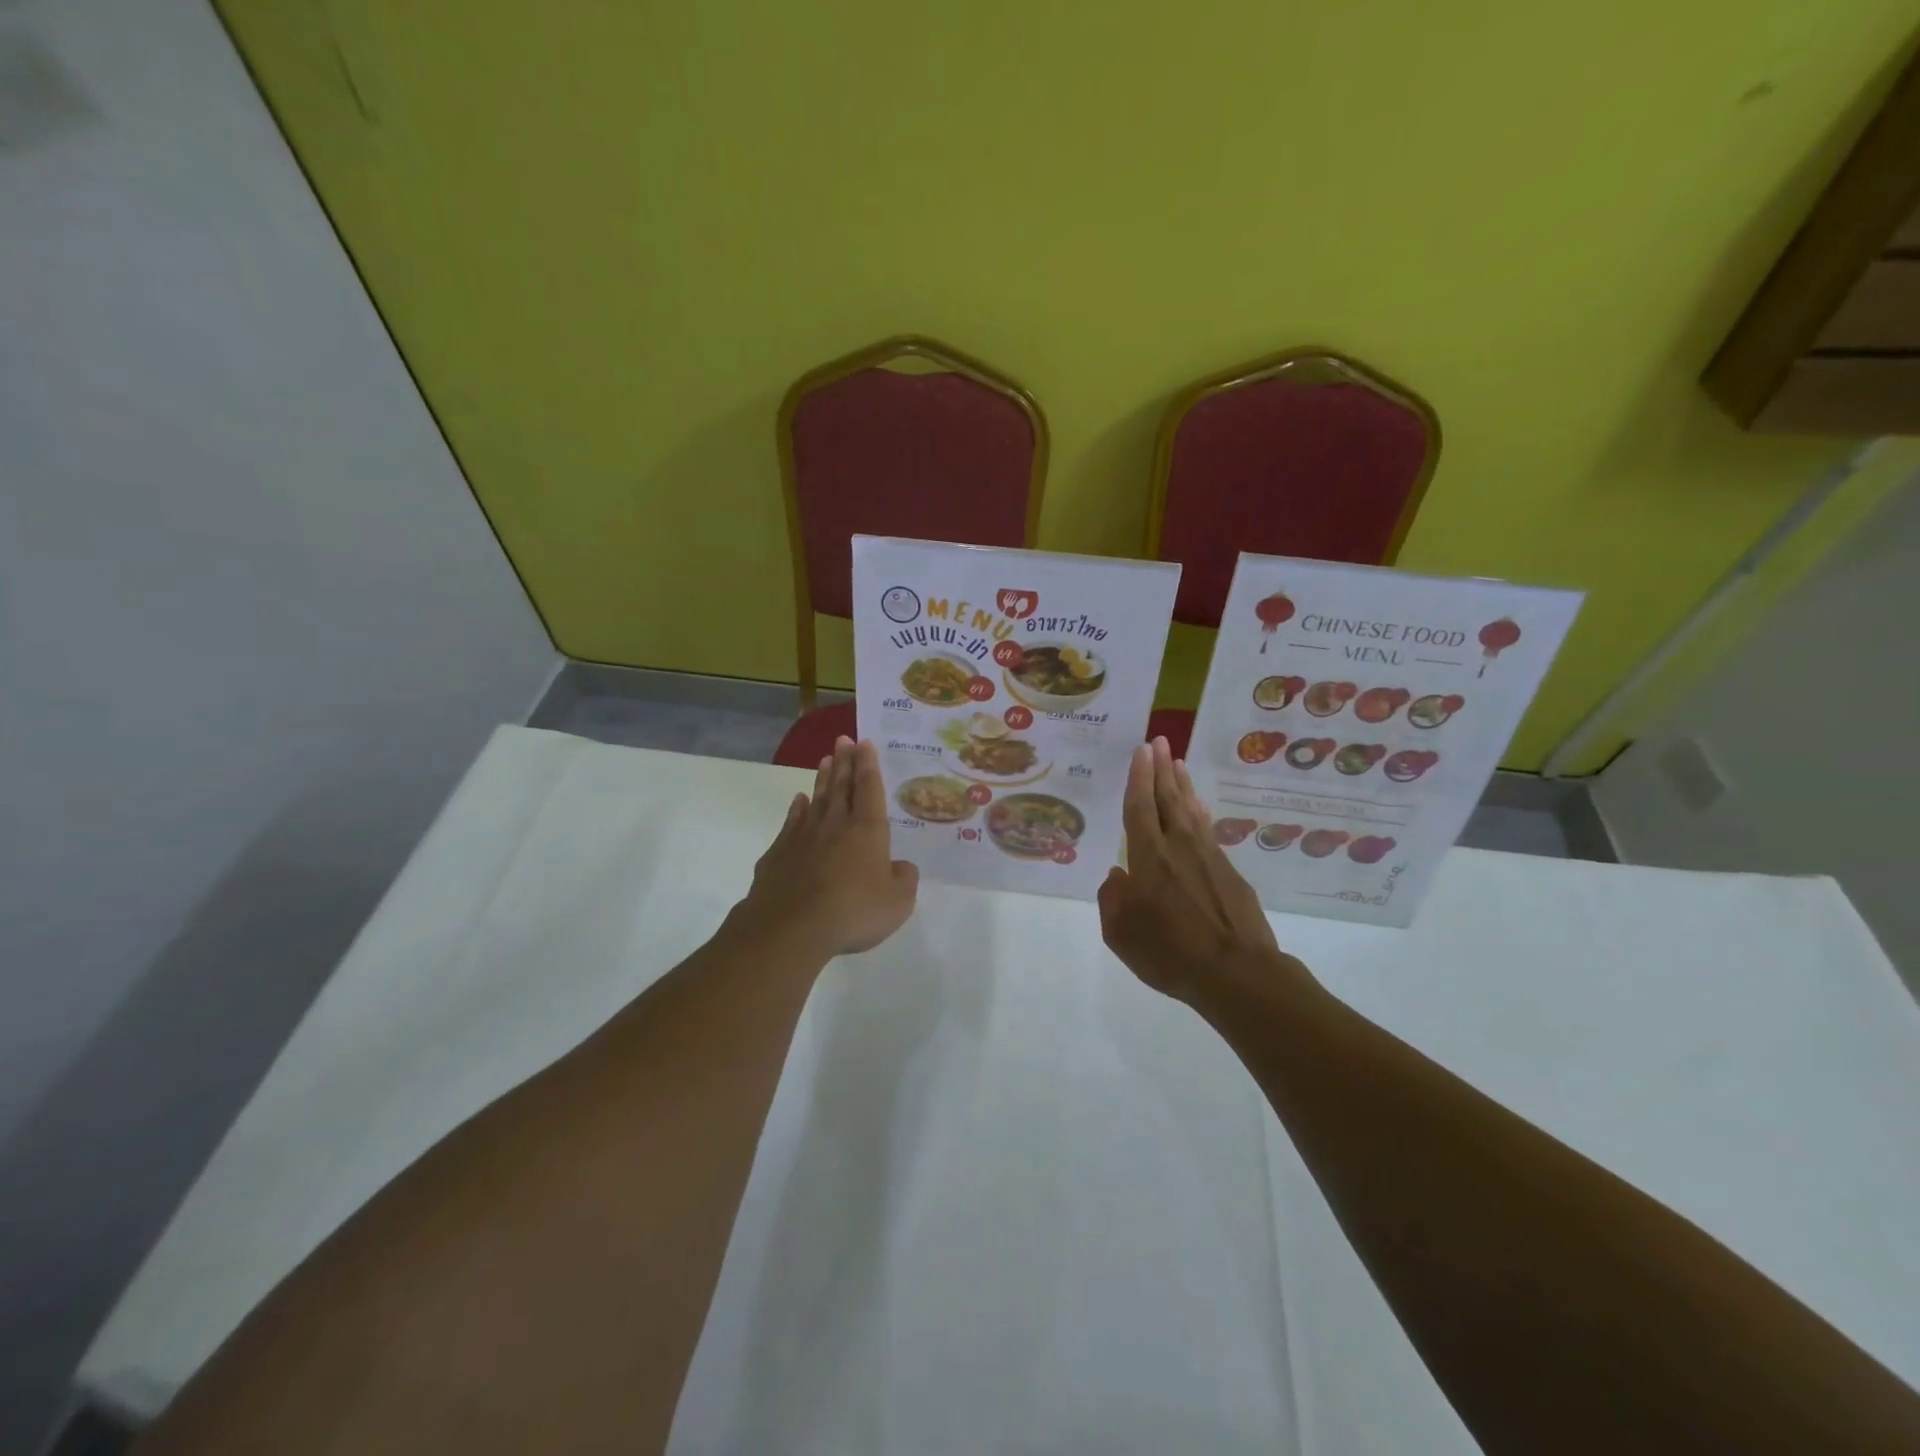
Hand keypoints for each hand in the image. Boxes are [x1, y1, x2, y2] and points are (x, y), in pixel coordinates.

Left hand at [734, 737, 918, 959]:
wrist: (791, 926)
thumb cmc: (853, 911)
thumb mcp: (897, 902)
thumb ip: (904, 879)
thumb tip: (902, 867)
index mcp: (867, 830)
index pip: (869, 788)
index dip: (868, 764)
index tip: (864, 742)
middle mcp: (835, 824)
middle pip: (841, 786)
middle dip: (844, 761)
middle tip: (843, 739)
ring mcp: (803, 836)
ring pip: (816, 799)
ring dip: (822, 778)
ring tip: (825, 760)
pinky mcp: (779, 853)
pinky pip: (792, 822)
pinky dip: (797, 808)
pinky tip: (799, 800)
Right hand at [1098, 738, 1289, 1002]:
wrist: (1237, 973)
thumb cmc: (1170, 953)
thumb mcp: (1121, 935)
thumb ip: (1112, 900)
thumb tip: (1116, 875)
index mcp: (1148, 859)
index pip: (1140, 807)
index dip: (1138, 777)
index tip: (1141, 751)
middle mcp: (1179, 847)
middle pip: (1167, 799)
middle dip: (1160, 768)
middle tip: (1158, 740)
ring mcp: (1209, 857)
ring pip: (1191, 810)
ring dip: (1182, 784)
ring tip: (1177, 762)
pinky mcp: (1230, 873)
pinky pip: (1209, 831)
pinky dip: (1200, 813)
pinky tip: (1199, 807)